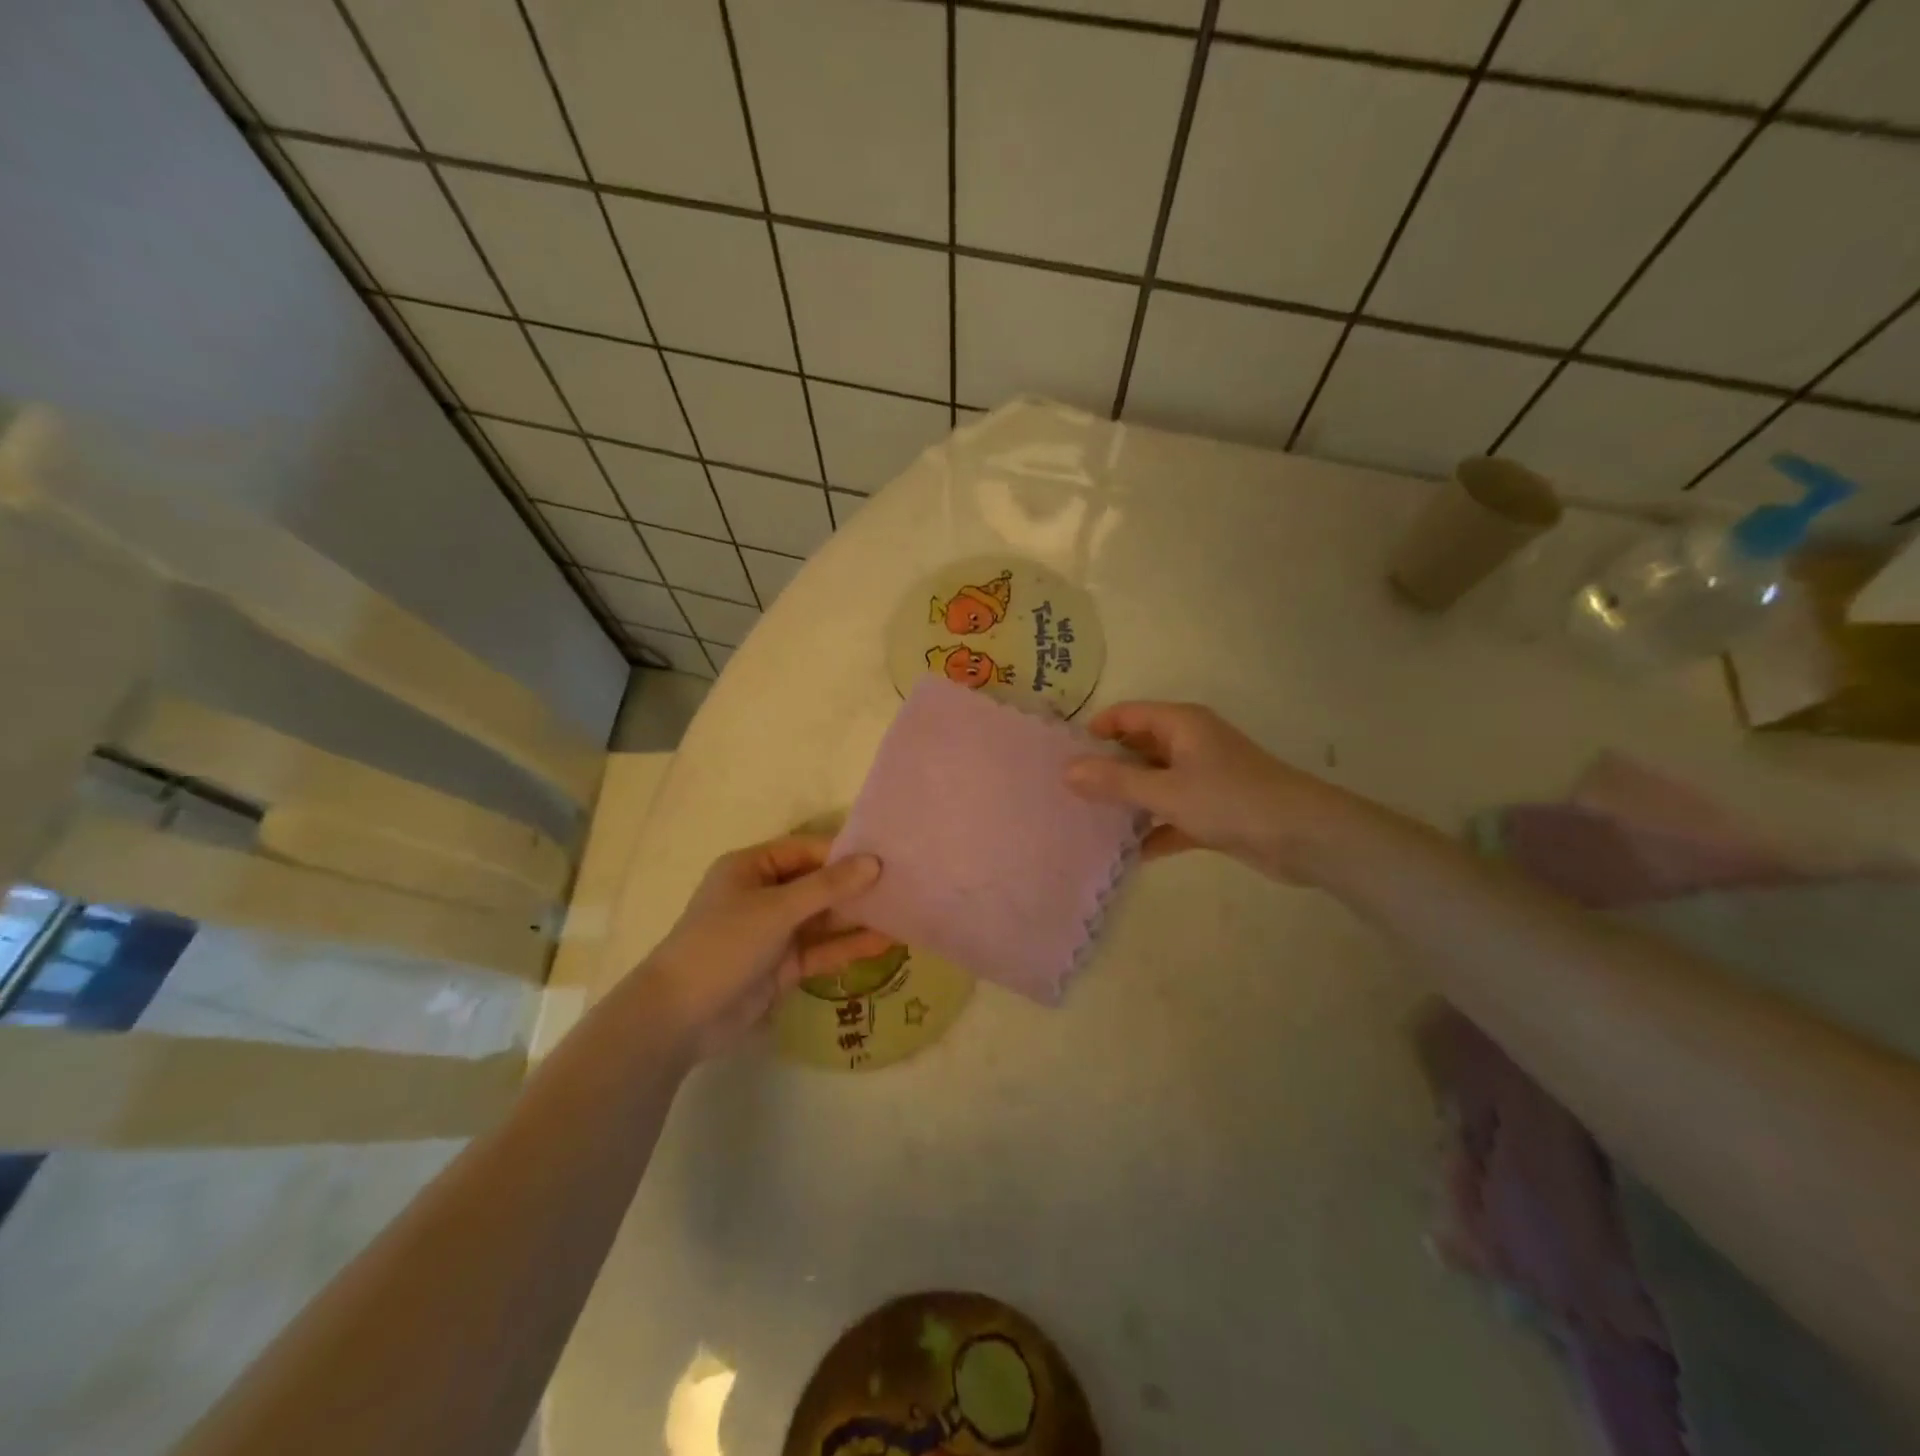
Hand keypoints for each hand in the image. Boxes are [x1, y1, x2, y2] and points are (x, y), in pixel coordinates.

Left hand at [639, 835, 891, 1060]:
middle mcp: (764, 894)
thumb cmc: (724, 944)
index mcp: (752, 867)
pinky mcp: (782, 966)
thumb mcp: (777, 909)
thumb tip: (874, 862)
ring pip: (823, 918)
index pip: (807, 850)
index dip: (844, 853)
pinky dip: (848, 946)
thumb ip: (827, 886)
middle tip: (904, 883)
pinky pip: (821, 949)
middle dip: (856, 885)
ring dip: (857, 917)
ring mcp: (774, 932)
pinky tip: (885, 942)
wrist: (680, 1018)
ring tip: (904, 910)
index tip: (886, 856)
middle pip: (818, 883)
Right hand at [1064, 701, 1360, 882]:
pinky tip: (1128, 854)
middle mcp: (1191, 745)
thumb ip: (1115, 782)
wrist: (1305, 838)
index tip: (1062, 757)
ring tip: (1087, 822)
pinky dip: (1154, 831)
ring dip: (1128, 802)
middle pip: (1138, 749)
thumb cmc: (1231, 801)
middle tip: (1066, 793)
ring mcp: (1204, 779)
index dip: (1094, 731)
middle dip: (1106, 769)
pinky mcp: (1214, 812)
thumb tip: (1066, 770)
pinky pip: (1173, 816)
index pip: (1126, 715)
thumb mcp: (1166, 791)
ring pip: (1154, 784)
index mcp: (1181, 725)